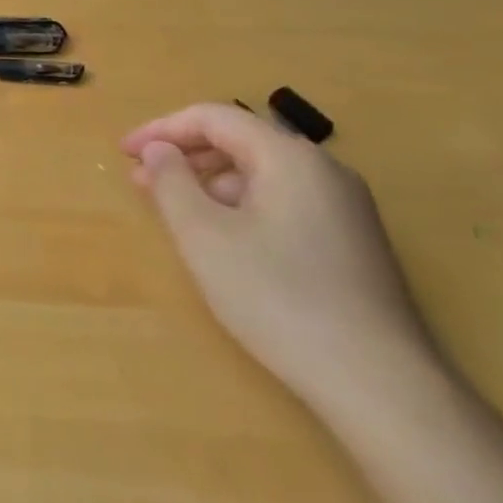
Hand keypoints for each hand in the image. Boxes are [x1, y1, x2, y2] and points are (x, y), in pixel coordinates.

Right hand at [122, 103, 435, 408]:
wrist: (379, 383)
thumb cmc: (278, 298)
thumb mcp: (204, 236)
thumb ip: (172, 182)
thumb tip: (158, 150)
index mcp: (290, 158)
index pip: (214, 118)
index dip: (161, 129)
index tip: (123, 151)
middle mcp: (324, 170)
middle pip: (241, 141)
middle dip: (185, 155)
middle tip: (141, 180)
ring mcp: (345, 207)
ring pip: (262, 174)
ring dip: (211, 182)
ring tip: (176, 212)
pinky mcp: (352, 242)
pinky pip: (283, 201)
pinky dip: (241, 205)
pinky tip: (224, 240)